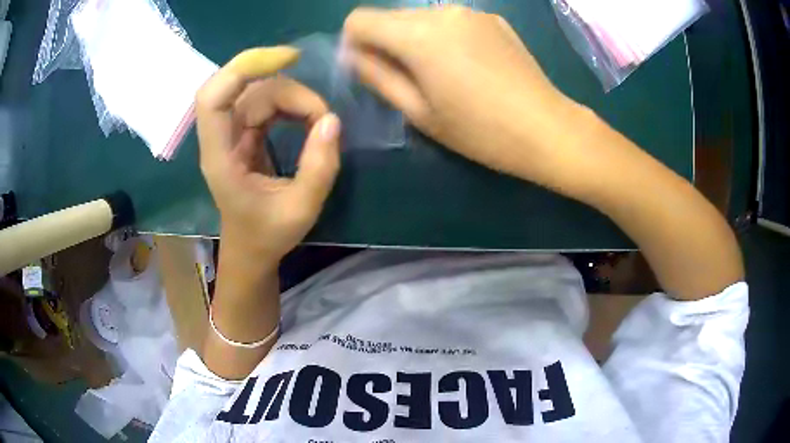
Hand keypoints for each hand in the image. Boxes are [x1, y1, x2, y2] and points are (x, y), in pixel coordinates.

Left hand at [196, 47, 340, 265]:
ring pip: (258, 92)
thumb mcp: (301, 209)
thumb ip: (319, 167)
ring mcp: (232, 134)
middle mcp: (221, 139)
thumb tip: (332, 121)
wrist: (250, 252)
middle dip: (288, 89)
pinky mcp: (244, 135)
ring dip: (293, 98)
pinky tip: (307, 117)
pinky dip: (289, 104)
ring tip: (320, 121)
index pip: (213, 98)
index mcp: (221, 158)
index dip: (243, 68)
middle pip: (246, 89)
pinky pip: (264, 103)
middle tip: (323, 115)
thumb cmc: (267, 236)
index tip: (288, 59)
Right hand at [342, 6, 583, 182]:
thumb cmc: (480, 130)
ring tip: (442, 75)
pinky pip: (452, 22)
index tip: (370, 68)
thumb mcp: (419, 112)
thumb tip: (354, 56)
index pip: (360, 19)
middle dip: (385, 42)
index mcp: (418, 34)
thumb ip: (378, 77)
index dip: (354, 43)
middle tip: (407, 79)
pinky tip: (469, 66)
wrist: (547, 128)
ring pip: (421, 18)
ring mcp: (472, 13)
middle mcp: (442, 12)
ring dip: (416, 40)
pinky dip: (445, 38)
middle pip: (390, 16)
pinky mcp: (493, 20)